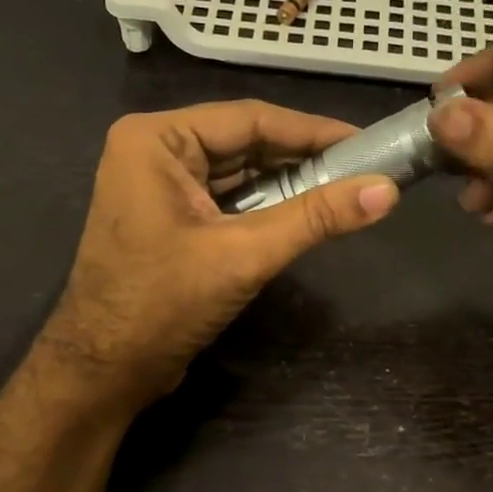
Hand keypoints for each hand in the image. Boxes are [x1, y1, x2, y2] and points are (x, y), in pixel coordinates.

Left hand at [40, 101, 398, 412]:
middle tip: (364, 170)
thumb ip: (315, 218)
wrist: (105, 371)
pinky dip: (264, 208)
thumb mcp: (243, 254)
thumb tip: (387, 191)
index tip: (367, 142)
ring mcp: (158, 187)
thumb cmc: (163, 304)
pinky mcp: (168, 219)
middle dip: (302, 160)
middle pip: (244, 144)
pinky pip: (225, 201)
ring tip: (345, 190)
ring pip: (237, 174)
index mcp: (156, 140)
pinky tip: (304, 214)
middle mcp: (154, 152)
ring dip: (287, 185)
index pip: (249, 120)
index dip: (313, 131)